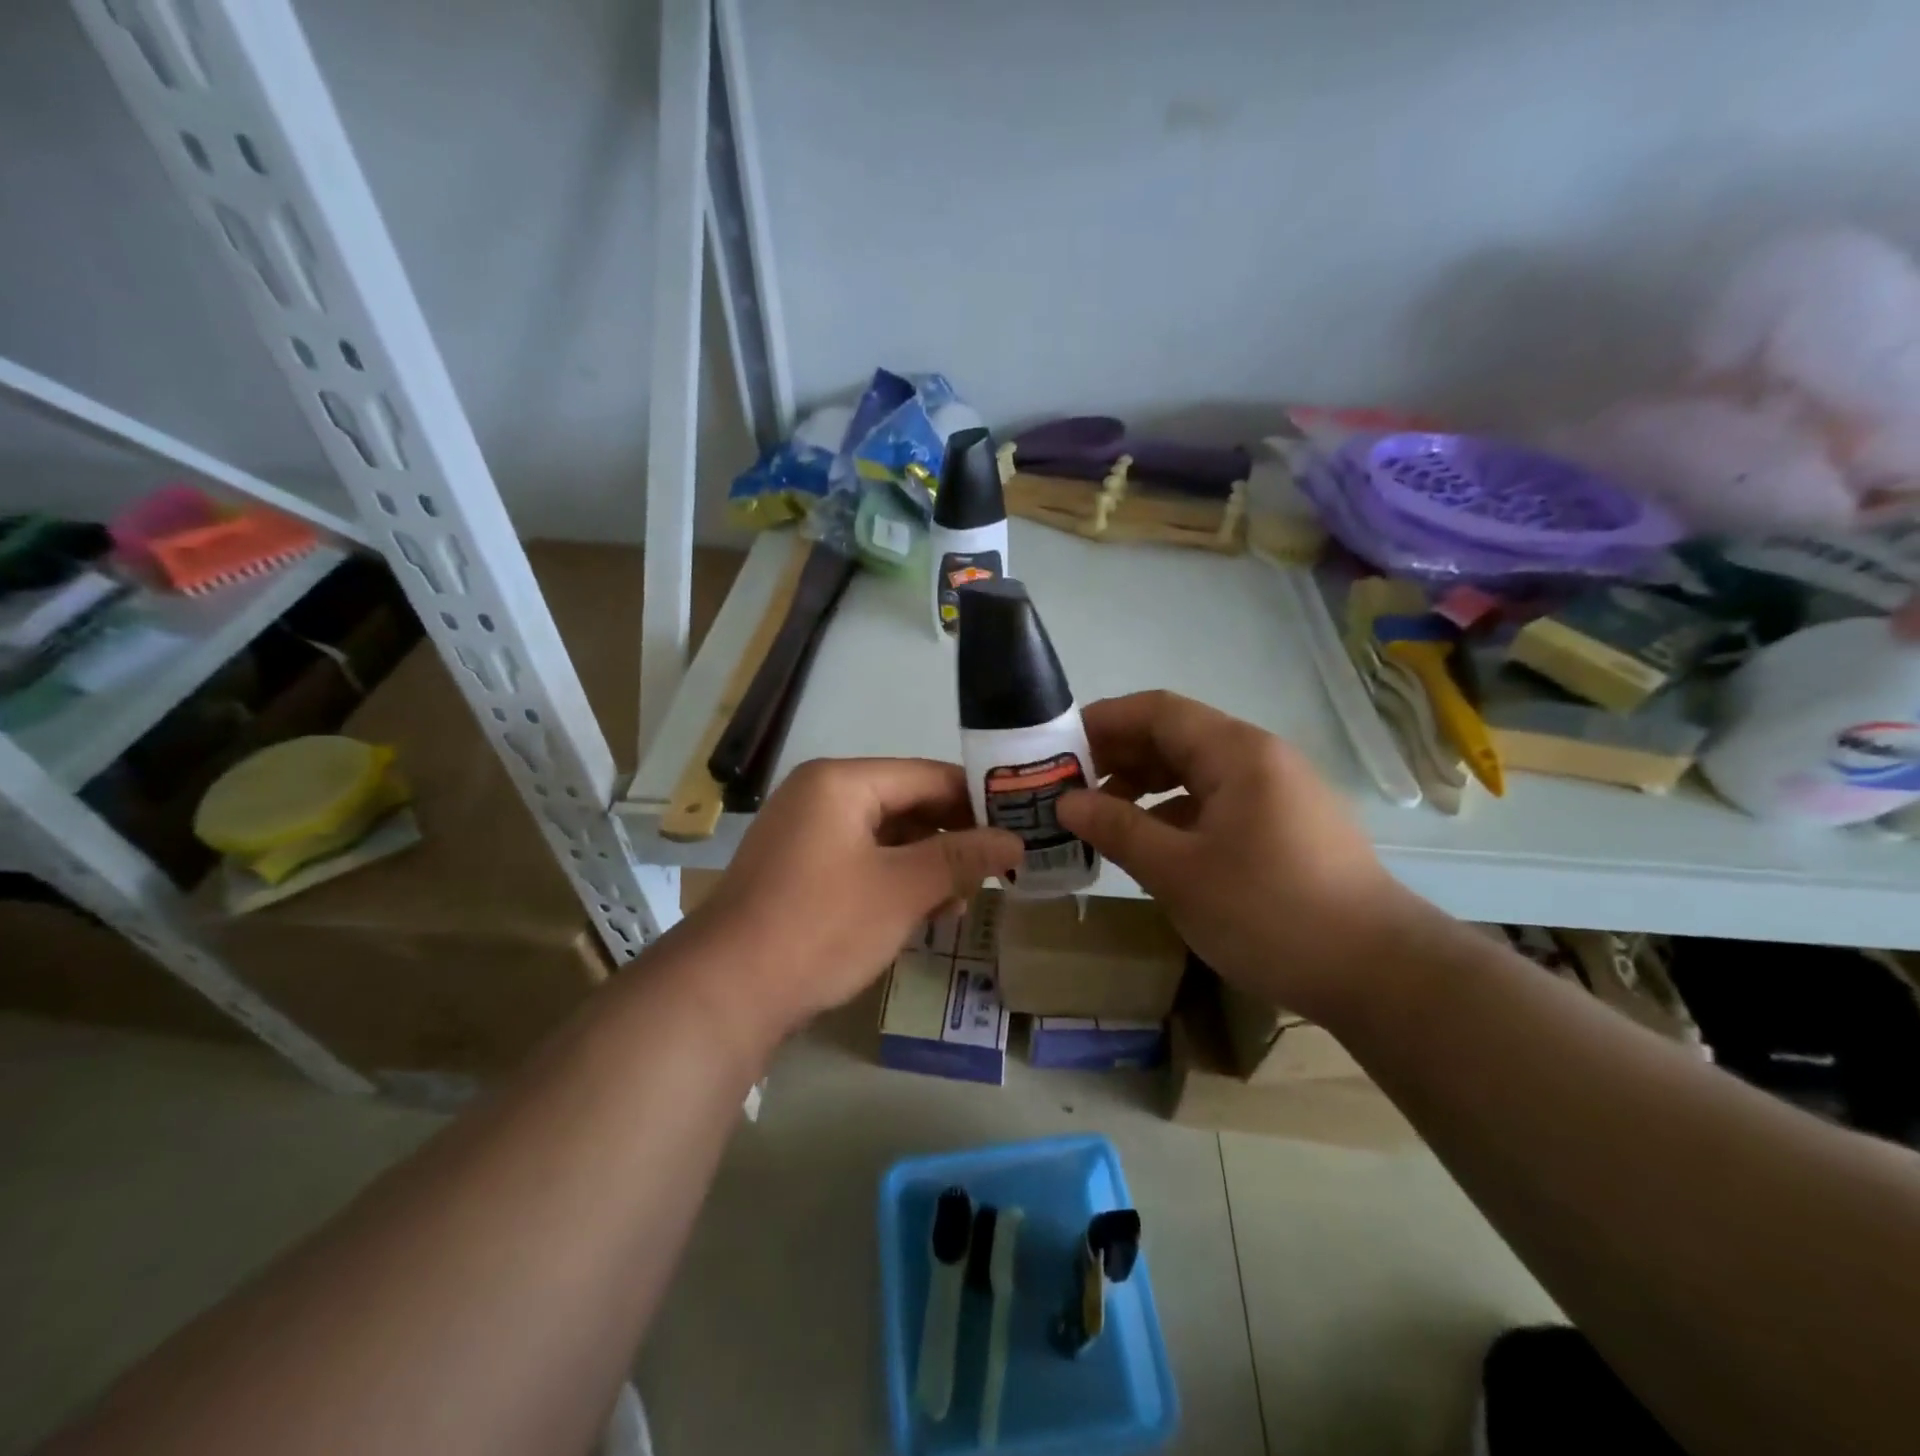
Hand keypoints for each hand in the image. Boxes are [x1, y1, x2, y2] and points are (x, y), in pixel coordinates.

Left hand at [682, 758, 1021, 1044]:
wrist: (726, 991)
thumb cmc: (821, 926)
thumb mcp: (902, 889)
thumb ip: (961, 858)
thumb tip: (1015, 840)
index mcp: (841, 782)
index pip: (928, 776)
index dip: (977, 800)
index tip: (1019, 826)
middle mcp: (820, 795)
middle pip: (906, 803)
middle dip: (952, 838)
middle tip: (998, 868)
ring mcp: (804, 832)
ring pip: (885, 836)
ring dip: (926, 864)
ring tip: (963, 899)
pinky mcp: (798, 869)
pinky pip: (860, 860)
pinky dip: (894, 880)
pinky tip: (924, 912)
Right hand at [1057, 691, 1418, 1023]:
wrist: (1380, 973)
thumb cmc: (1270, 912)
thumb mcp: (1179, 872)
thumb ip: (1118, 829)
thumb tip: (1067, 802)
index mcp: (1237, 753)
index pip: (1158, 711)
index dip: (1104, 721)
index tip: (1057, 747)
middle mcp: (1260, 759)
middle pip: (1177, 737)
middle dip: (1119, 756)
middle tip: (1069, 786)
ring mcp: (1279, 793)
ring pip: (1197, 772)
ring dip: (1146, 786)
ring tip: (1102, 816)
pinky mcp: (1287, 827)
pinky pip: (1218, 802)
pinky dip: (1177, 813)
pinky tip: (1152, 845)